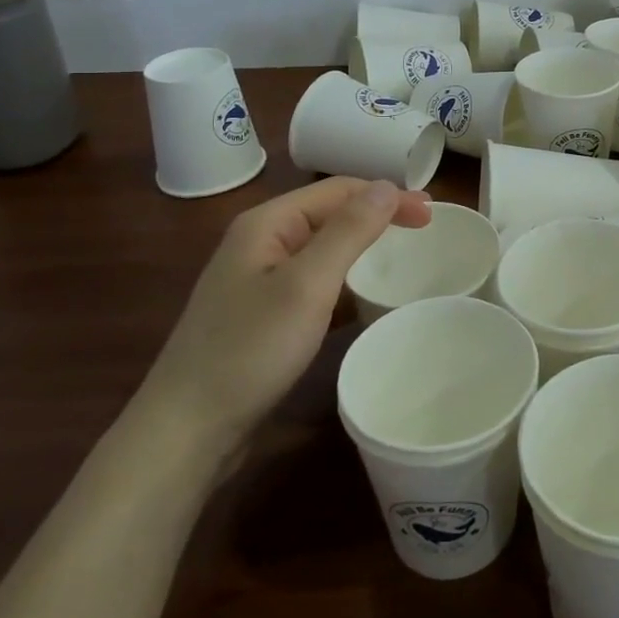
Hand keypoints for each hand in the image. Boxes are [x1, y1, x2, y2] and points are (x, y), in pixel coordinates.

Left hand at [137, 178, 432, 460]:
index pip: (339, 191)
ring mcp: (259, 281)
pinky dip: (347, 284)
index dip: (388, 196)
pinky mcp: (264, 316)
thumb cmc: (249, 350)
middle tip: (426, 231)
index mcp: (267, 224)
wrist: (186, 432)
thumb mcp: (307, 285)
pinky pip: (316, 284)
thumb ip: (349, 231)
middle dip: (379, 218)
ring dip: (365, 250)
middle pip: (331, 215)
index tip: (432, 215)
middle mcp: (261, 243)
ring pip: (325, 251)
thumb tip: (388, 185)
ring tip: (404, 261)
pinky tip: (366, 301)